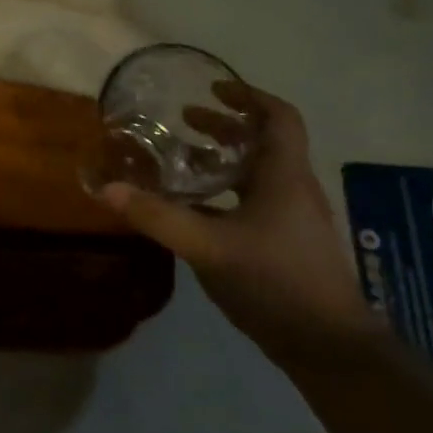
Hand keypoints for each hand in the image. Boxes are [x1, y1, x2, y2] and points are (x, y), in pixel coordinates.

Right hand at [100, 81, 383, 366]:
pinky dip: (224, 192)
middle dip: (226, 126)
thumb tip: (107, 188)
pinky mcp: (285, 243)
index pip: (279, 117)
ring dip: (224, 159)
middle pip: (264, 142)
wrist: (326, 344)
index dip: (249, 96)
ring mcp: (292, 218)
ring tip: (185, 159)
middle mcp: (293, 189)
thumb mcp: (207, 245)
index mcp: (284, 176)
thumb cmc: (274, 280)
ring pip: (258, 173)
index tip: (213, 88)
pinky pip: (253, 201)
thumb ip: (157, 216)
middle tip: (185, 121)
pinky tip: (195, 210)